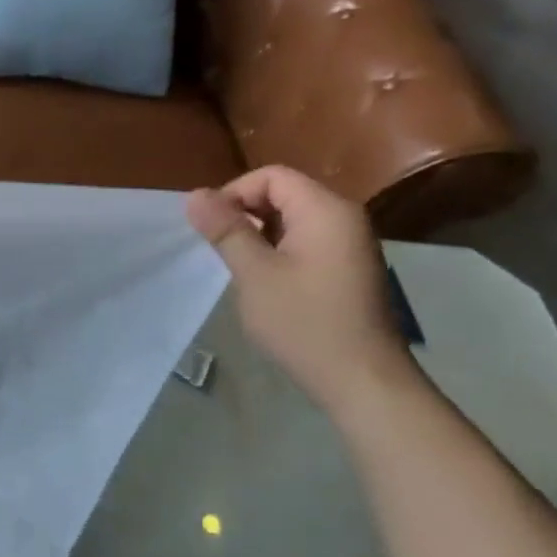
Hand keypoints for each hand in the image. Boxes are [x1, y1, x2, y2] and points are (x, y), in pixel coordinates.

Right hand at [185, 166, 416, 410]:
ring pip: (292, 219)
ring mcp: (349, 244)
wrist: (361, 379)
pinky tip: (263, 282)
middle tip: (218, 249)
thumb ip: (226, 230)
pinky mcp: (347, 267)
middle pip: (283, 193)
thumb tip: (194, 195)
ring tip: (237, 267)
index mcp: (325, 210)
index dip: (234, 194)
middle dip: (244, 213)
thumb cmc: (304, 323)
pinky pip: (305, 241)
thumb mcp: (255, 274)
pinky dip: (277, 250)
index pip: (271, 176)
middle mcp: (343, 217)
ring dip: (258, 234)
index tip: (210, 229)